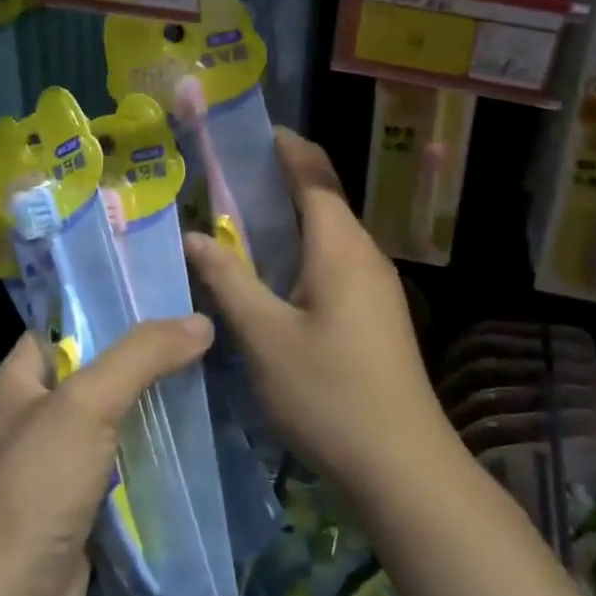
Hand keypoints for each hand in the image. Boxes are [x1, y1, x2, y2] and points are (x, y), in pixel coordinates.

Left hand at [0, 317, 213, 595]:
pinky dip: (154, 441)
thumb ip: (141, 357)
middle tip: (199, 326)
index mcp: (19, 379)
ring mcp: (60, 457)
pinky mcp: (84, 497)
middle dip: (144, 350)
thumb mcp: (86, 406)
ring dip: (154, 396)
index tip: (164, 289)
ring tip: (209, 365)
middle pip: (96, 365)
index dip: (110, 303)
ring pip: (115, 411)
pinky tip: (196, 424)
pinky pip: (125, 454)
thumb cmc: (37, 487)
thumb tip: (200, 322)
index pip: (65, 321)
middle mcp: (36, 412)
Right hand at [185, 130, 450, 492]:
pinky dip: (304, 248)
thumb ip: (228, 280)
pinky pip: (336, 261)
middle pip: (324, 198)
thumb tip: (193, 235)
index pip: (313, 175)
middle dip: (283, 178)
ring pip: (331, 233)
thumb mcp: (264, 336)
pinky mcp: (378, 314)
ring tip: (243, 217)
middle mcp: (364, 254)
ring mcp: (377, 286)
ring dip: (292, 217)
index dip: (286, 147)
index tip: (252, 130)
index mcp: (340, 247)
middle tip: (230, 174)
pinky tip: (276, 273)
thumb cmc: (328, 393)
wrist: (403, 465)